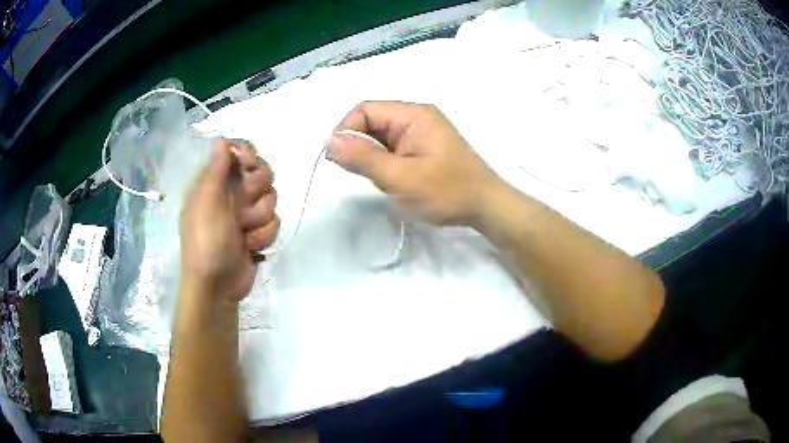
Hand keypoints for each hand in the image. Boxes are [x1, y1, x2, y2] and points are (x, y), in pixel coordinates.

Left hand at [179, 139, 278, 303]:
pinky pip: (275, 221)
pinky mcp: (257, 231)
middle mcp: (231, 192)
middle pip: (260, 171)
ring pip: (271, 197)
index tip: (249, 164)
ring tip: (244, 233)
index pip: (236, 151)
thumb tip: (222, 140)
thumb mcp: (207, 203)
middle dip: (256, 189)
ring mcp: (245, 212)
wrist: (217, 286)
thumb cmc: (206, 242)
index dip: (248, 153)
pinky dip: (264, 235)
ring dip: (260, 217)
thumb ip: (216, 169)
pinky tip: (251, 246)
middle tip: (243, 205)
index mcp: (213, 181)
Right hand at [325, 101, 501, 225]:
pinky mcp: (423, 148)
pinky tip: (389, 179)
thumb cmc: (446, 192)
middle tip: (356, 173)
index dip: (346, 129)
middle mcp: (417, 118)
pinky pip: (393, 148)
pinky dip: (383, 162)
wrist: (485, 207)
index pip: (366, 110)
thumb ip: (363, 158)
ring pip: (381, 136)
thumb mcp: (400, 177)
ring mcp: (421, 133)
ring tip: (377, 179)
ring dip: (371, 155)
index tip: (337, 158)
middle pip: (373, 121)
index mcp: (413, 115)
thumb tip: (329, 141)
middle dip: (358, 144)